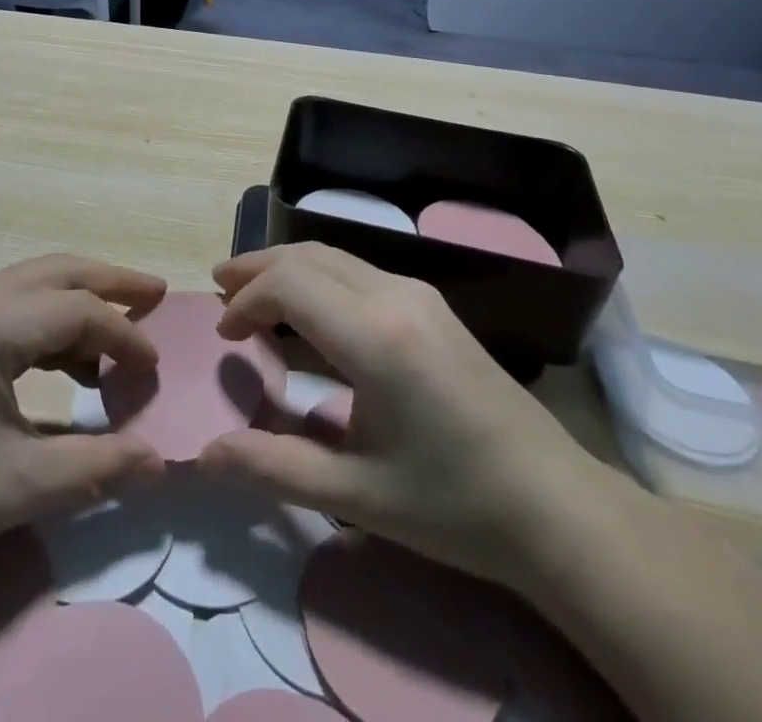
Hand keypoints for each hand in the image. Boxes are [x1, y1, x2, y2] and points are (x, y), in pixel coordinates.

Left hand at [0, 255, 167, 602]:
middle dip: (111, 281)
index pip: (79, 309)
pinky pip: (12, 308)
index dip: (126, 336)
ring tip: (121, 329)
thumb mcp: (20, 486)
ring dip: (80, 300)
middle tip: (156, 294)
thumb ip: (98, 466)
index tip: (155, 372)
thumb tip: (160, 461)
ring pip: (34, 284)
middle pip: (58, 271)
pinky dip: (50, 323)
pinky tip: (70, 363)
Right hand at [197, 244, 605, 590]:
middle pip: (308, 256)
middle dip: (258, 268)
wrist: (555, 506)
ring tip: (251, 292)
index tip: (224, 336)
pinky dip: (318, 278)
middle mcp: (395, 296)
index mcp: (375, 337)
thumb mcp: (356, 497)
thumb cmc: (453, 505)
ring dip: (288, 268)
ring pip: (334, 257)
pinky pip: (358, 271)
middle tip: (219, 288)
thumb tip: (206, 455)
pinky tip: (307, 310)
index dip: (247, 301)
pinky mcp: (431, 304)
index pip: (290, 285)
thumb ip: (274, 468)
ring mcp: (418, 294)